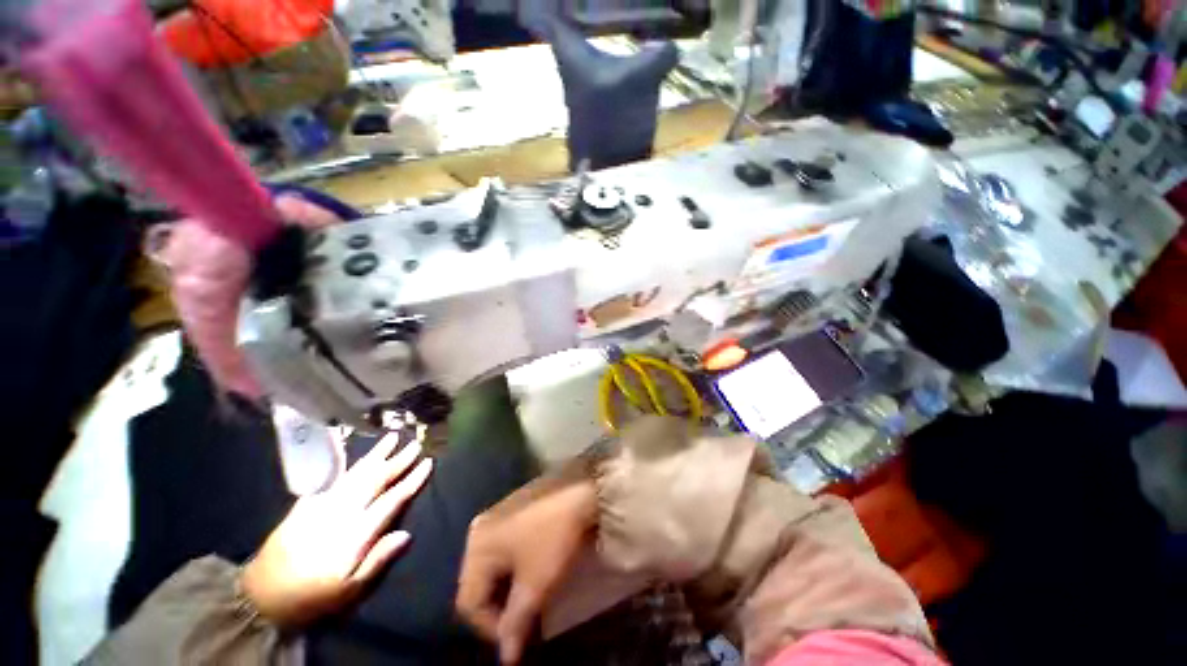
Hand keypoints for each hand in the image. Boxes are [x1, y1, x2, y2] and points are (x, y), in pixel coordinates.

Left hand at [242, 433, 432, 626]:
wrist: (263, 593)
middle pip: (375, 480)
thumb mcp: (349, 590)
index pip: (391, 500)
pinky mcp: (306, 504)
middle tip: (415, 443)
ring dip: (376, 455)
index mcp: (355, 533)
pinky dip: (347, 464)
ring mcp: (322, 505)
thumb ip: (378, 560)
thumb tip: (407, 534)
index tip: (428, 463)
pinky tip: (356, 455)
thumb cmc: (313, 596)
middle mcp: (341, 513)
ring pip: (355, 473)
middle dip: (397, 460)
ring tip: (392, 438)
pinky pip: (332, 478)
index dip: (411, 480)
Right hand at [457, 475, 597, 663]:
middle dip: (498, 608)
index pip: (469, 603)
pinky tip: (531, 570)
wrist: (580, 491)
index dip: (490, 629)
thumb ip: (516, 622)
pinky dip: (512, 568)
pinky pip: (501, 549)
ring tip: (529, 598)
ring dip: (506, 589)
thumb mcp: (536, 583)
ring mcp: (495, 516)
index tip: (518, 637)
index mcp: (477, 546)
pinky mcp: (510, 510)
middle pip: (477, 584)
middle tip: (524, 618)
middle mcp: (478, 530)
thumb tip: (506, 658)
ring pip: (490, 568)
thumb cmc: (554, 537)